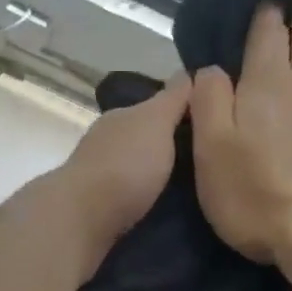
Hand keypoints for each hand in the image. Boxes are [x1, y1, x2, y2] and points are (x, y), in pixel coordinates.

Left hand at [53, 72, 191, 273]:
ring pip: (134, 172)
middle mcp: (105, 145)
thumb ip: (171, 100)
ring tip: (189, 191)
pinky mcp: (96, 210)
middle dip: (168, 150)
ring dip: (155, 178)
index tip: (208, 127)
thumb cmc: (125, 164)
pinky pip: (127, 199)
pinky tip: (161, 210)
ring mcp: (98, 179)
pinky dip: (143, 200)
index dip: (178, 115)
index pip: (152, 109)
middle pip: (142, 142)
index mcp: (119, 119)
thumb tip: (188, 73)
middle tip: (204, 164)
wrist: (83, 217)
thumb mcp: (155, 121)